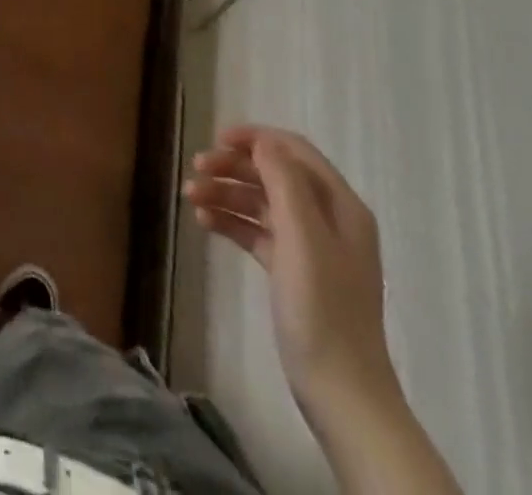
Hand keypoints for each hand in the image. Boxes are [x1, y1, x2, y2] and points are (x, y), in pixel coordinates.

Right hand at [184, 126, 394, 419]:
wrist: (340, 392)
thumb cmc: (322, 307)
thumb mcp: (303, 237)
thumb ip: (284, 182)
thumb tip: (263, 143)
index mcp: (340, 206)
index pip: (294, 151)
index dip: (256, 139)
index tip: (216, 140)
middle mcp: (327, 219)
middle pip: (273, 174)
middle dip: (233, 167)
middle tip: (196, 169)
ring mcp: (310, 246)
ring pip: (261, 202)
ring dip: (225, 193)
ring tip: (190, 198)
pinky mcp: (292, 271)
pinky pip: (256, 231)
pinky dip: (231, 222)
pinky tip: (204, 223)